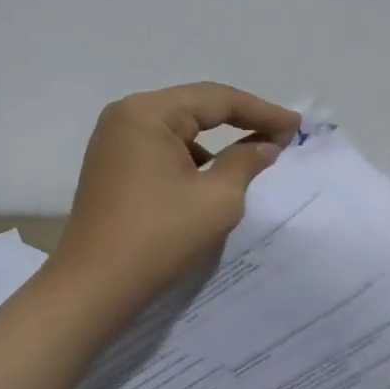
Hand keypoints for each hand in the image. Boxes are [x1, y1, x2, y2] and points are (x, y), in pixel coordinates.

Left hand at [54, 83, 299, 310]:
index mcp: (147, 113)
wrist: (92, 289)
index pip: (217, 99)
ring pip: (179, 128)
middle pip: (195, 107)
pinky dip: (192, 157)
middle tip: (283, 134)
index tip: (297, 126)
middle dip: (241, 120)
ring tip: (255, 153)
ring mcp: (114, 141)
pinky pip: (161, 148)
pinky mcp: (111, 166)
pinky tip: (214, 175)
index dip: (262, 111)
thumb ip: (246, 162)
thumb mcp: (216, 199)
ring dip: (217, 139)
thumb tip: (266, 146)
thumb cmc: (158, 238)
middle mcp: (126, 115)